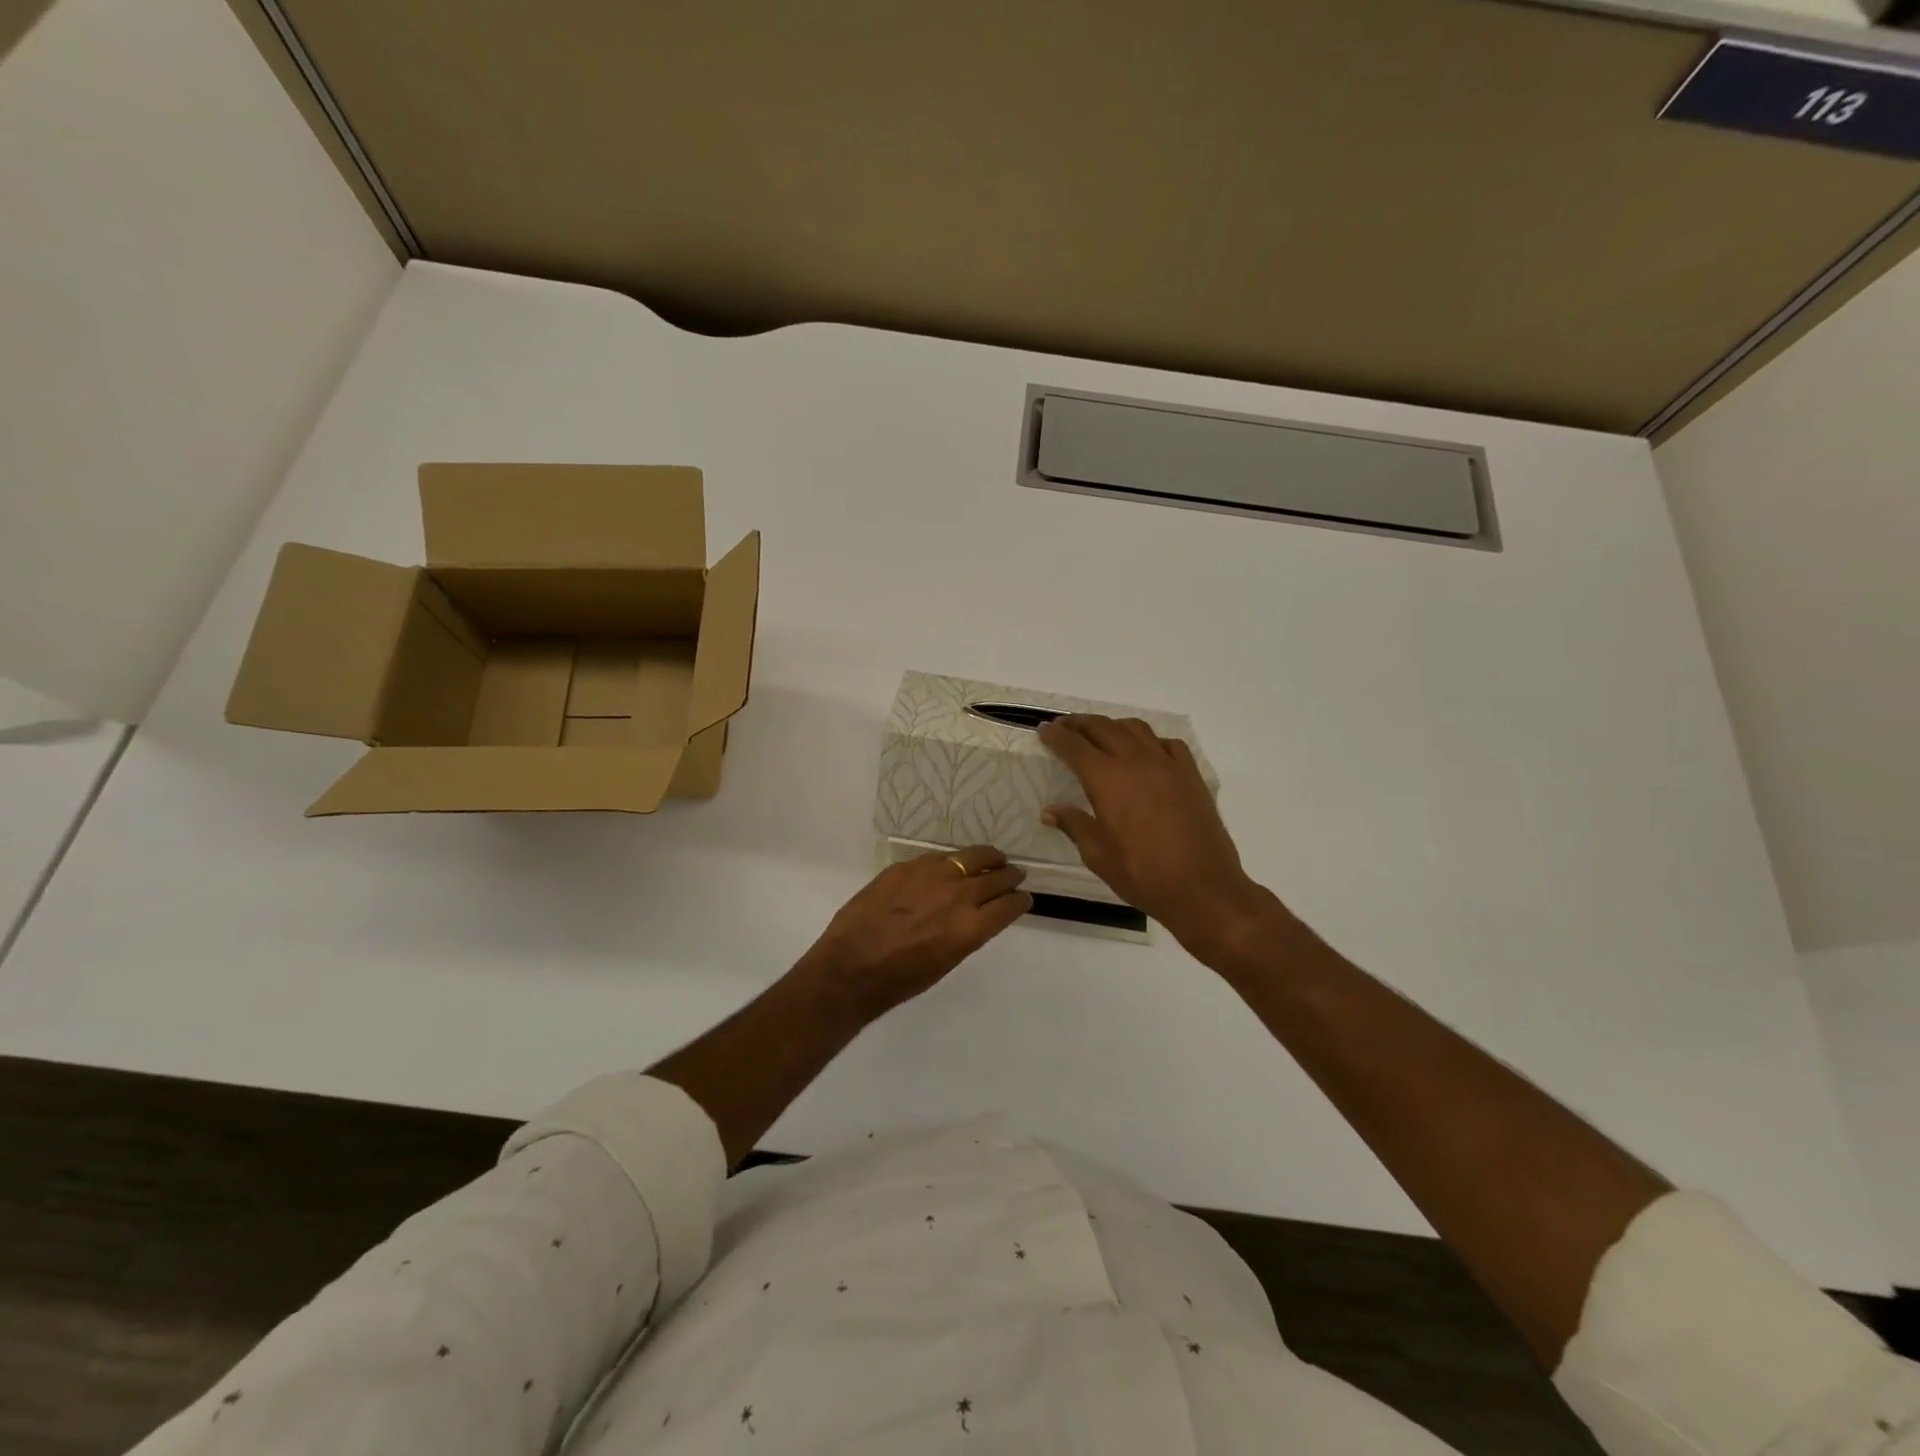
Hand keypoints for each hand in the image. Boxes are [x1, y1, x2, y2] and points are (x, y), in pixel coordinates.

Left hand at [796, 845, 1031, 1017]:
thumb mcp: (947, 961)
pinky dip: (951, 862)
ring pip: (971, 856)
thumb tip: (977, 914)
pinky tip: (949, 866)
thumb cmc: (901, 979)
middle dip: (1009, 875)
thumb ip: (967, 932)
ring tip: (991, 859)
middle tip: (1014, 874)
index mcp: (971, 927)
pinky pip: (939, 858)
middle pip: (997, 876)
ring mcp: (932, 875)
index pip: (1009, 905)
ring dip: (986, 859)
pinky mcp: (907, 866)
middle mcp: (958, 895)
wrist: (851, 967)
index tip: (1024, 898)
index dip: (1021, 900)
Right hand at [1038, 715, 1280, 964]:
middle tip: (1064, 725)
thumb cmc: (1142, 874)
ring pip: (1135, 728)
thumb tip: (1050, 811)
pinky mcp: (1190, 775)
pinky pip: (1167, 743)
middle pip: (1103, 728)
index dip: (1056, 736)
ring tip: (1101, 733)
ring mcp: (1167, 764)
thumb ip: (1074, 825)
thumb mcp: (1098, 855)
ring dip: (1112, 725)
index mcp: (1107, 779)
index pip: (1074, 746)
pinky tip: (1145, 752)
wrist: (1203, 887)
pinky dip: (1149, 740)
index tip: (1043, 730)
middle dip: (1079, 723)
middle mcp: (1136, 761)